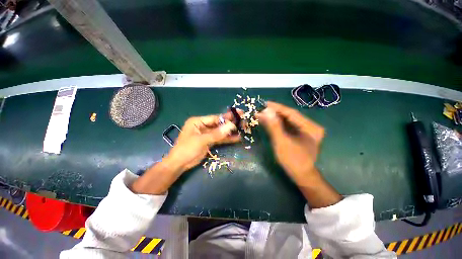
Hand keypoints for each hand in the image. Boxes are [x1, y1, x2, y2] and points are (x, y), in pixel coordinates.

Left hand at [131, 112, 240, 194]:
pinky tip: (236, 138)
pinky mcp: (209, 141)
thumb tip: (231, 126)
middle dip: (230, 123)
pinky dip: (227, 139)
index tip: (238, 116)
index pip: (215, 118)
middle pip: (219, 124)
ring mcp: (207, 134)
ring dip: (230, 131)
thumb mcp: (202, 140)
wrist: (179, 164)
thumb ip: (217, 133)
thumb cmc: (187, 149)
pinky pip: (219, 138)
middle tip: (242, 121)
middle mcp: (203, 126)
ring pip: (220, 131)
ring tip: (242, 129)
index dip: (227, 118)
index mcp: (198, 121)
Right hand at [256, 101, 324, 185]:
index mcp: (310, 127)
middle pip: (290, 116)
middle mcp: (310, 127)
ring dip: (275, 118)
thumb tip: (265, 111)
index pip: (292, 113)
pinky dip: (278, 124)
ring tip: (263, 115)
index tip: (265, 103)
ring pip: (288, 121)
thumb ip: (274, 126)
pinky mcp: (301, 135)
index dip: (277, 108)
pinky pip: (288, 127)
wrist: (301, 176)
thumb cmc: (292, 160)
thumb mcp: (281, 142)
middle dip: (275, 113)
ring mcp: (306, 131)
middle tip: (261, 110)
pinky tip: (269, 122)